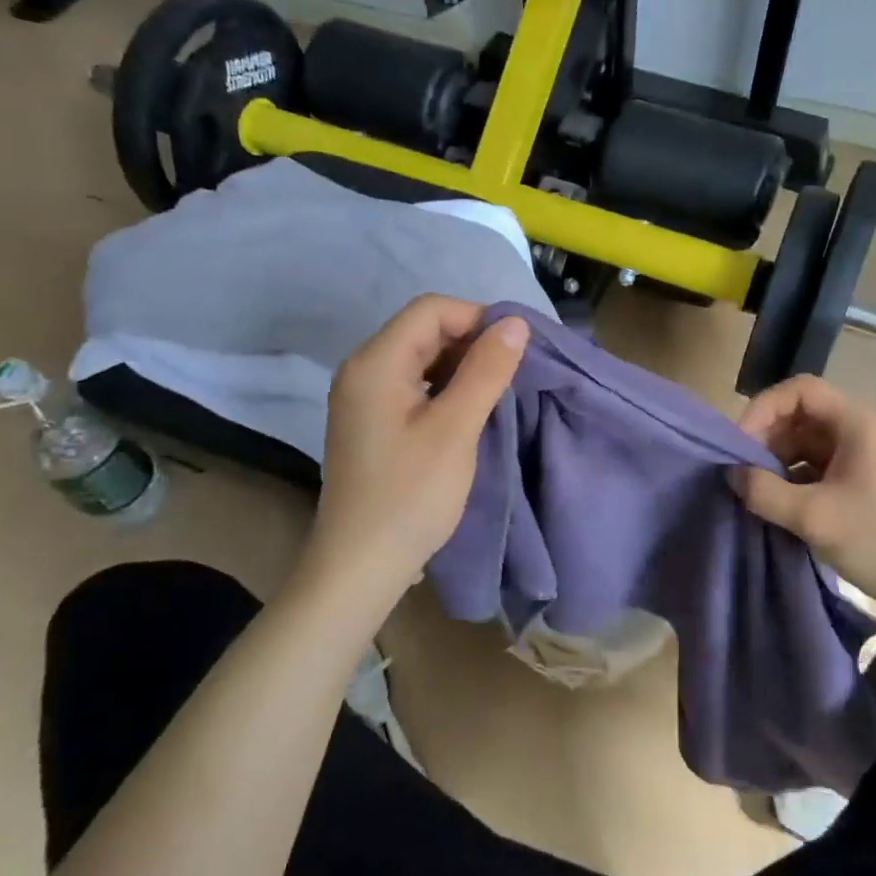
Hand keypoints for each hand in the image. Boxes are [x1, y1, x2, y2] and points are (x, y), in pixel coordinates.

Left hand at [294, 295, 528, 621]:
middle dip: (471, 343)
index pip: (431, 310)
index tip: (515, 352)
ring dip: (461, 367)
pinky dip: (444, 388)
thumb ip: (486, 371)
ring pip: (420, 358)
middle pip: (423, 330)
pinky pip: (413, 385)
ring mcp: (363, 397)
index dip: (477, 319)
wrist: (360, 565)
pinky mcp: (371, 421)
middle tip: (510, 376)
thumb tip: (515, 322)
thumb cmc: (410, 495)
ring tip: (495, 394)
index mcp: (375, 362)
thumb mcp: (455, 429)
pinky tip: (467, 413)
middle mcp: (362, 369)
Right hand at [733, 375, 875, 633]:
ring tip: (758, 488)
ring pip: (811, 440)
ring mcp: (870, 456)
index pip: (802, 391)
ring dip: (779, 458)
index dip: (764, 409)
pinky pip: (823, 463)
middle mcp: (867, 430)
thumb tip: (732, 475)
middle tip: (743, 470)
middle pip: (805, 413)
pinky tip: (780, 501)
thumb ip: (764, 491)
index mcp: (861, 425)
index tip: (741, 444)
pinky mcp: (868, 480)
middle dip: (768, 436)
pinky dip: (796, 475)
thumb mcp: (813, 518)